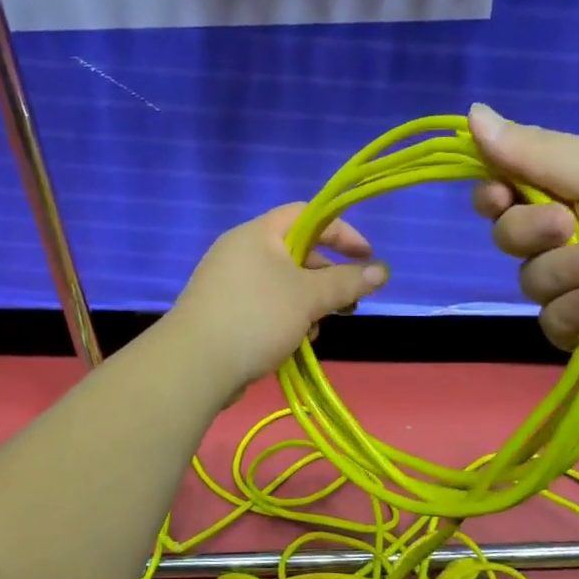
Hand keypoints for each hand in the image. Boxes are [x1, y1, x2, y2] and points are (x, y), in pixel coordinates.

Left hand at [168, 204, 389, 396]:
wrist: (196, 364)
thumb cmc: (257, 317)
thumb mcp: (309, 297)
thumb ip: (347, 282)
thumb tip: (382, 270)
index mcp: (258, 234)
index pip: (307, 214)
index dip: (341, 231)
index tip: (366, 256)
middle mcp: (241, 251)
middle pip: (297, 252)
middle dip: (327, 278)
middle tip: (348, 303)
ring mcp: (229, 282)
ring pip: (283, 285)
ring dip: (308, 305)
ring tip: (316, 329)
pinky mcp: (224, 312)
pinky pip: (266, 306)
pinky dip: (286, 319)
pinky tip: (293, 343)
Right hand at [468, 103, 578, 374]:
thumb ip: (531, 150)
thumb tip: (469, 111)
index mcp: (567, 192)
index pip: (502, 192)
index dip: (491, 195)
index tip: (499, 194)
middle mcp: (563, 238)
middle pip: (506, 236)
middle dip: (531, 232)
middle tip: (567, 224)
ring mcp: (571, 286)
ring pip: (528, 281)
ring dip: (567, 271)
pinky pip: (550, 323)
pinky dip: (577, 311)